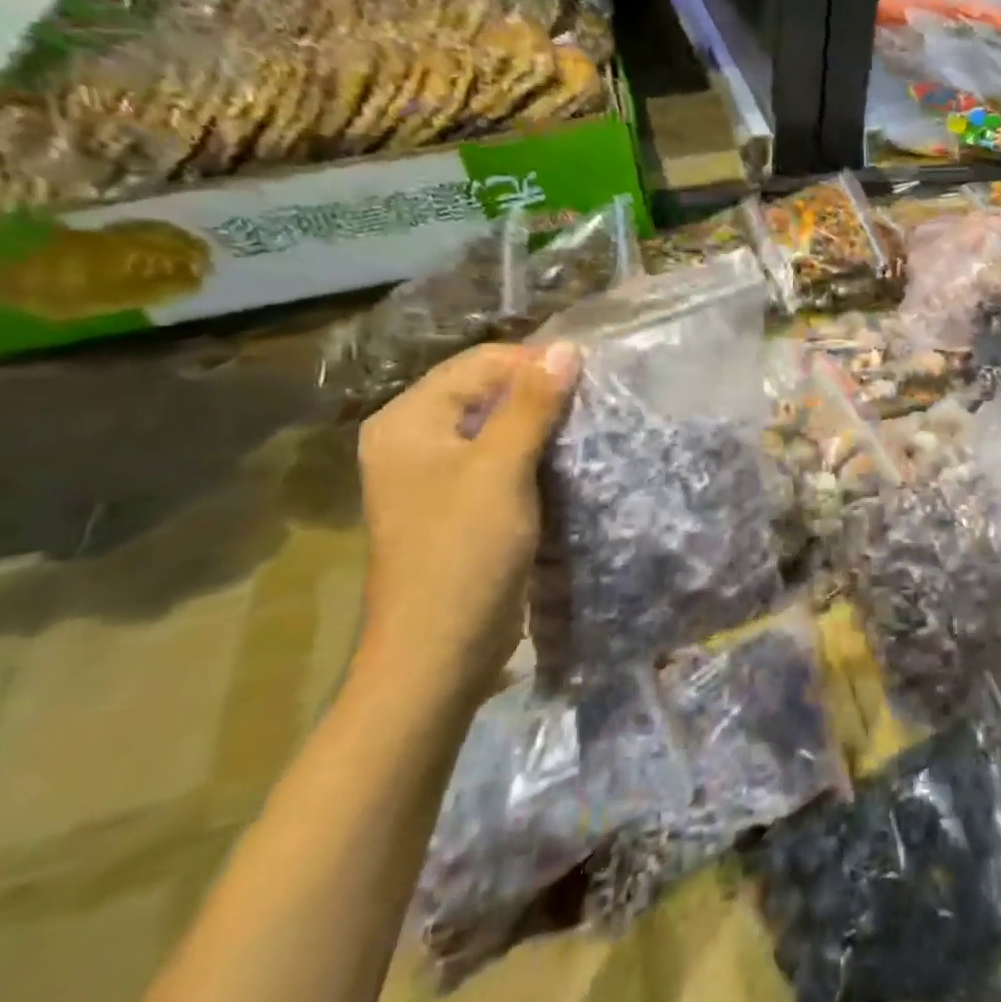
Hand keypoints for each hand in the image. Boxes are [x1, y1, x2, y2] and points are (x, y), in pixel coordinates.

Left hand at [355, 342, 581, 703]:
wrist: (438, 653)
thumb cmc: (464, 552)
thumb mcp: (501, 470)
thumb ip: (532, 405)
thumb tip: (568, 348)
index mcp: (407, 420)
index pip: (480, 364)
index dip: (535, 364)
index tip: (591, 378)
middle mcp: (412, 438)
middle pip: (485, 390)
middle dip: (539, 392)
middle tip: (593, 402)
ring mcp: (432, 474)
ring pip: (495, 425)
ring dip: (539, 423)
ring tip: (586, 426)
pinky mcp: (455, 503)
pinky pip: (497, 459)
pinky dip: (531, 453)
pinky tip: (565, 459)